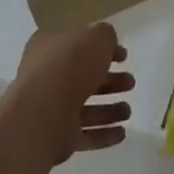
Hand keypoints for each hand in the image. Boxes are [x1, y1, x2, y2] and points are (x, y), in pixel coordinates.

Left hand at [0, 25, 134, 168]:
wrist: (43, 113)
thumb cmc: (69, 66)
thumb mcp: (96, 38)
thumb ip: (106, 37)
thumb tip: (108, 44)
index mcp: (50, 46)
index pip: (78, 44)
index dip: (102, 49)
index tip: (124, 57)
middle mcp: (47, 75)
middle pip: (83, 77)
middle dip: (109, 81)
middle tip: (130, 82)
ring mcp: (50, 108)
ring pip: (84, 107)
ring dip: (108, 109)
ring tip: (128, 111)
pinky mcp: (56, 136)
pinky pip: (84, 134)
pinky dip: (102, 133)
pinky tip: (122, 133)